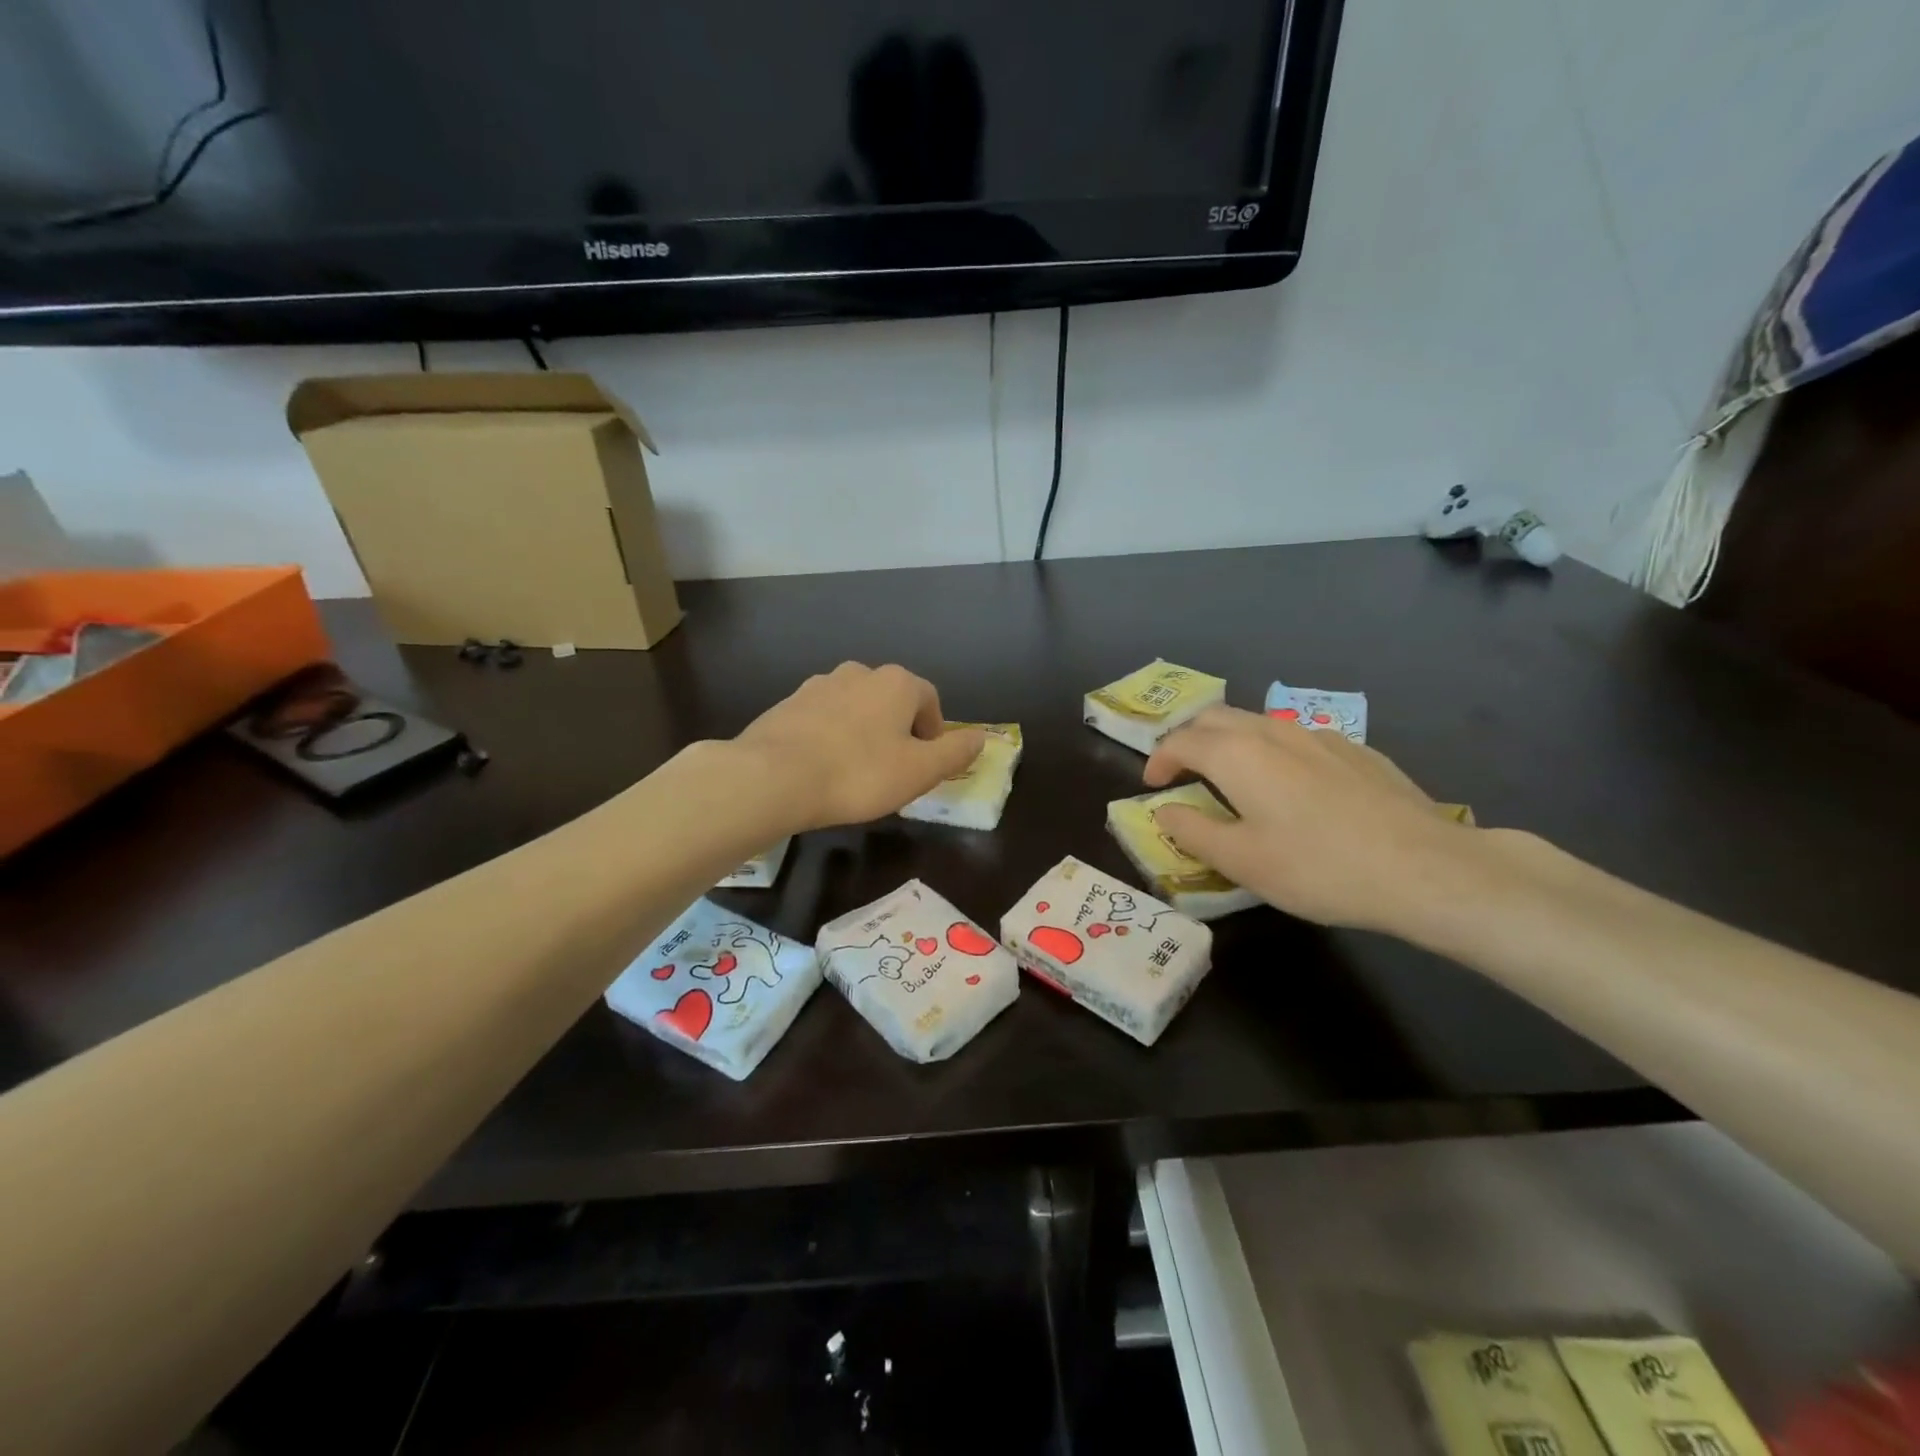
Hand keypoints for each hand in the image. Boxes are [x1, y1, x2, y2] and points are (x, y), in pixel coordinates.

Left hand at [735, 663, 984, 830]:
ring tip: (856, 770)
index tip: (925, 764)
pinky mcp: (788, 704)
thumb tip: (980, 738)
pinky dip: (830, 736)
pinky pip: (823, 718)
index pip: (929, 699)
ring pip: (855, 707)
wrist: (774, 776)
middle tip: (893, 769)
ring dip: (863, 732)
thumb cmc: (859, 774)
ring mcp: (819, 685)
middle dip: (898, 730)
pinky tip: (823, 767)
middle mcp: (859, 673)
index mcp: (897, 683)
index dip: (933, 732)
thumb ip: (955, 753)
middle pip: (891, 700)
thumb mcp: (920, 771)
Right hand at [1143, 706, 1472, 932]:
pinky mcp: (1354, 750)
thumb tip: (1164, 811)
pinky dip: (1270, 750)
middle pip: (1216, 717)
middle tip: (1183, 771)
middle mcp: (1273, 732)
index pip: (1181, 741)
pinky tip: (1290, 785)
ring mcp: (1318, 736)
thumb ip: (1192, 831)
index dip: (1159, 759)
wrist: (1424, 868)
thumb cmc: (1318, 867)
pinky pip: (1295, 736)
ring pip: (1257, 721)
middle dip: (1189, 739)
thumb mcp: (1241, 861)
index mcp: (1237, 755)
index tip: (1153, 786)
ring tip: (1230, 776)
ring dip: (1230, 740)